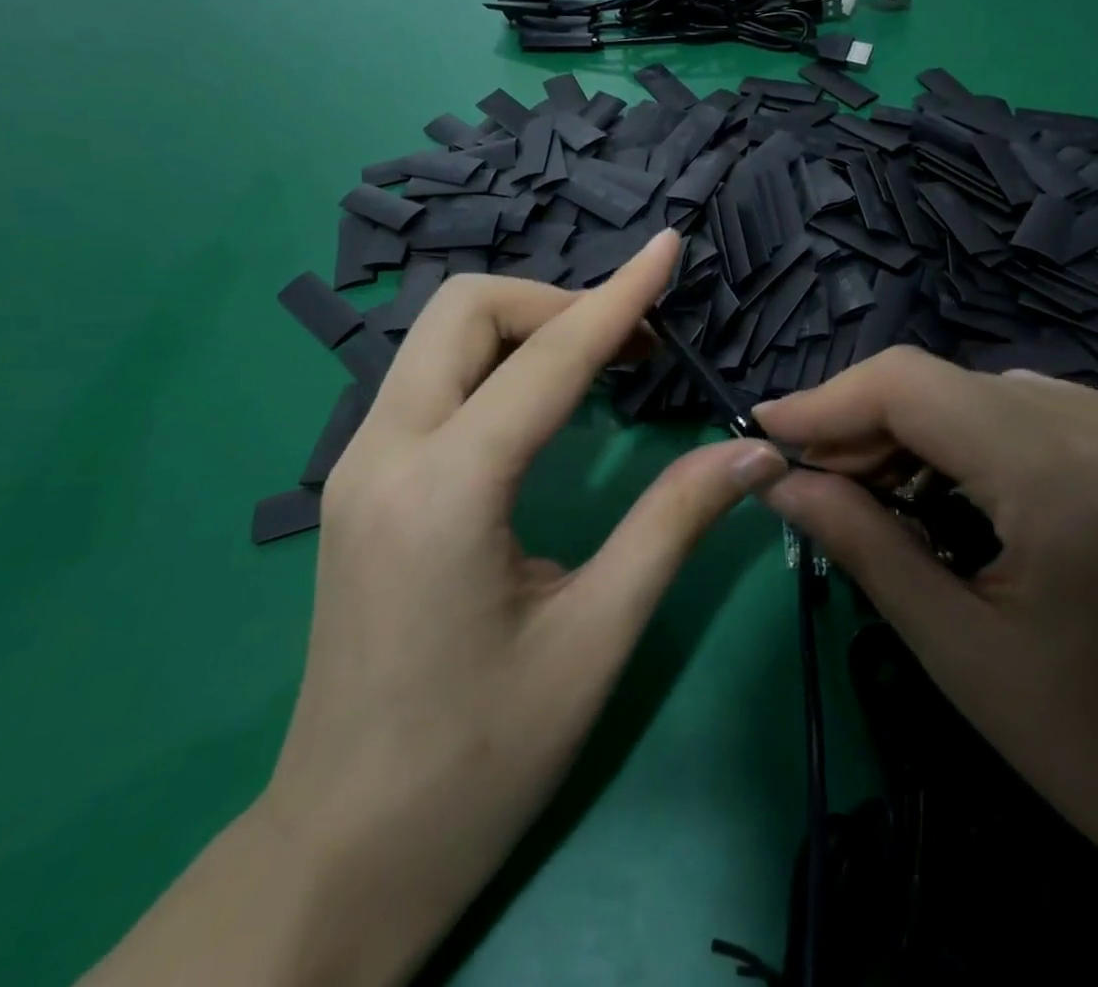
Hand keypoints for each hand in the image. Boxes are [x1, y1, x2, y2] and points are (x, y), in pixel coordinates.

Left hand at [261, 232, 786, 980]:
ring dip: (525, 327)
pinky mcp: (360, 484)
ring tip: (601, 365)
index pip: (548, 358)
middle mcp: (385, 453)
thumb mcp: (596, 638)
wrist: (346, 848)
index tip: (669, 249)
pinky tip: (543, 403)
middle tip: (632, 347)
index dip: (619, 296)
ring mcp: (360, 464)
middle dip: (557, 302)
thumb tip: (752, 452)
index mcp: (446, 490)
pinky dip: (495, 361)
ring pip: (439, 336)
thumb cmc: (480, 759)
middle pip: (466, 310)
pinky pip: (429, 378)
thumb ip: (673, 523)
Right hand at [753, 352, 1097, 966]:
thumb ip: (861, 543)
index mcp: (1066, 474)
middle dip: (864, 424)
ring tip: (877, 493)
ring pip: (984, 391)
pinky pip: (1032, 410)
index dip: (826, 400)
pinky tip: (956, 493)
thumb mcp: (960, 652)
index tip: (767, 432)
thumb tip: (779, 479)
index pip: (910, 384)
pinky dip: (973, 439)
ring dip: (917, 432)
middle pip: (944, 382)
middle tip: (814, 481)